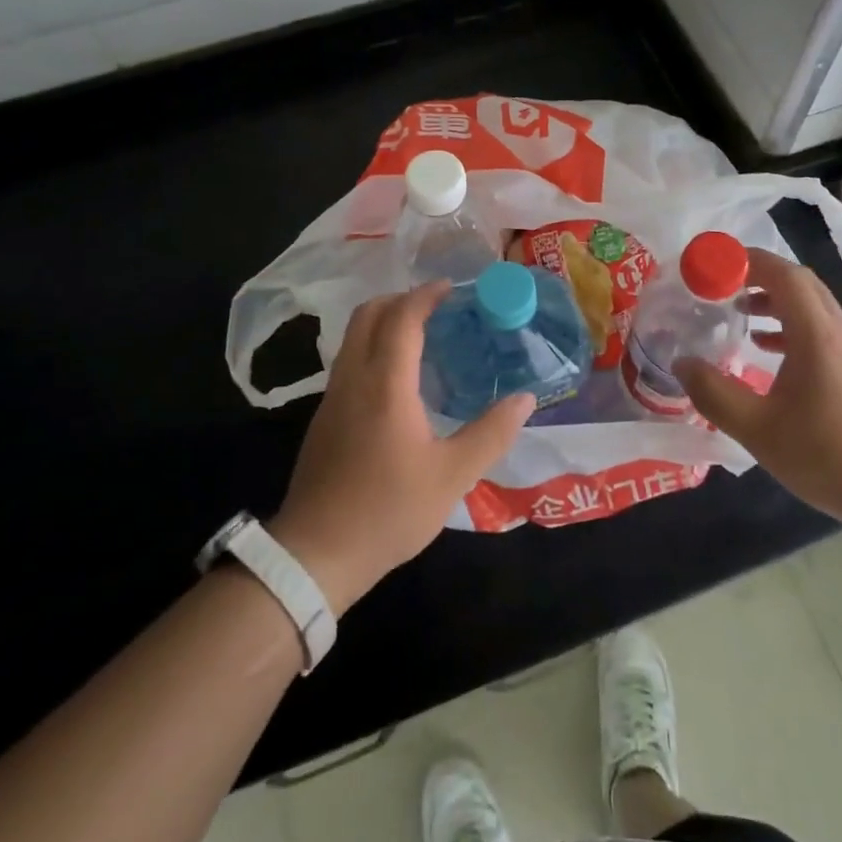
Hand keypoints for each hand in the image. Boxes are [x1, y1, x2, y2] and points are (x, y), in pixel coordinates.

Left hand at [268, 282, 533, 613]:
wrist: (316, 553)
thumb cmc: (389, 510)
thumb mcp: (453, 476)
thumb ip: (491, 433)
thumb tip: (525, 399)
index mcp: (386, 383)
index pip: (402, 317)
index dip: (426, 296)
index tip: (452, 289)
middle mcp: (354, 378)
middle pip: (368, 314)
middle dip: (401, 299)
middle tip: (436, 307)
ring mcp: (332, 397)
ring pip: (352, 336)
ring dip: (383, 322)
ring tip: (420, 336)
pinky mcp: (323, 417)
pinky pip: (348, 361)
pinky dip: (372, 347)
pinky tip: (396, 378)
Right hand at [676, 246, 841, 532]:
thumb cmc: (829, 456)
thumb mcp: (758, 429)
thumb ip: (714, 394)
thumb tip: (683, 363)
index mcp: (816, 336)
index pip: (785, 275)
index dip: (749, 261)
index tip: (715, 264)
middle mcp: (839, 334)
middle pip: (801, 284)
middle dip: (760, 275)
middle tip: (723, 285)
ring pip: (813, 308)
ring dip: (776, 301)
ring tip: (741, 315)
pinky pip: (821, 332)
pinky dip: (791, 328)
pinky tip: (770, 353)